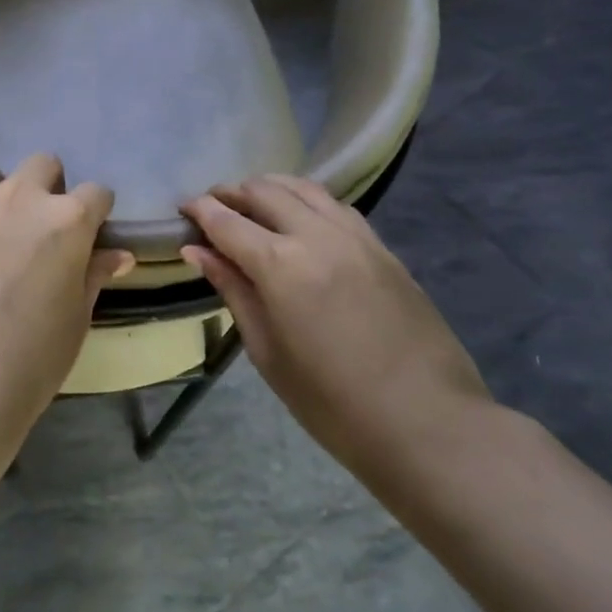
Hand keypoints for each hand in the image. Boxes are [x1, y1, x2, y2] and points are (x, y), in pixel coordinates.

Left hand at [0, 155, 134, 447]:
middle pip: (43, 165)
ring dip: (3, 193)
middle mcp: (20, 198)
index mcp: (66, 220)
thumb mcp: (75, 319)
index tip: (90, 235)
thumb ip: (93, 275)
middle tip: (42, 229)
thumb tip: (117, 254)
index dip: (97, 213)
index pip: (96, 193)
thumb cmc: (30, 359)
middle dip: (50, 188)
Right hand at [181, 175, 489, 486]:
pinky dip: (306, 200)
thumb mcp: (268, 352)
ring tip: (252, 203)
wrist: (428, 424)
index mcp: (280, 266)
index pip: (226, 221)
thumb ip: (233, 291)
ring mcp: (355, 237)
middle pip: (264, 191)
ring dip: (269, 188)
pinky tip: (300, 218)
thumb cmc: (332, 404)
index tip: (183, 209)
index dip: (199, 210)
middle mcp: (316, 236)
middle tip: (212, 207)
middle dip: (231, 192)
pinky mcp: (382, 247)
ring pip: (303, 188)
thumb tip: (197, 251)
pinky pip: (335, 206)